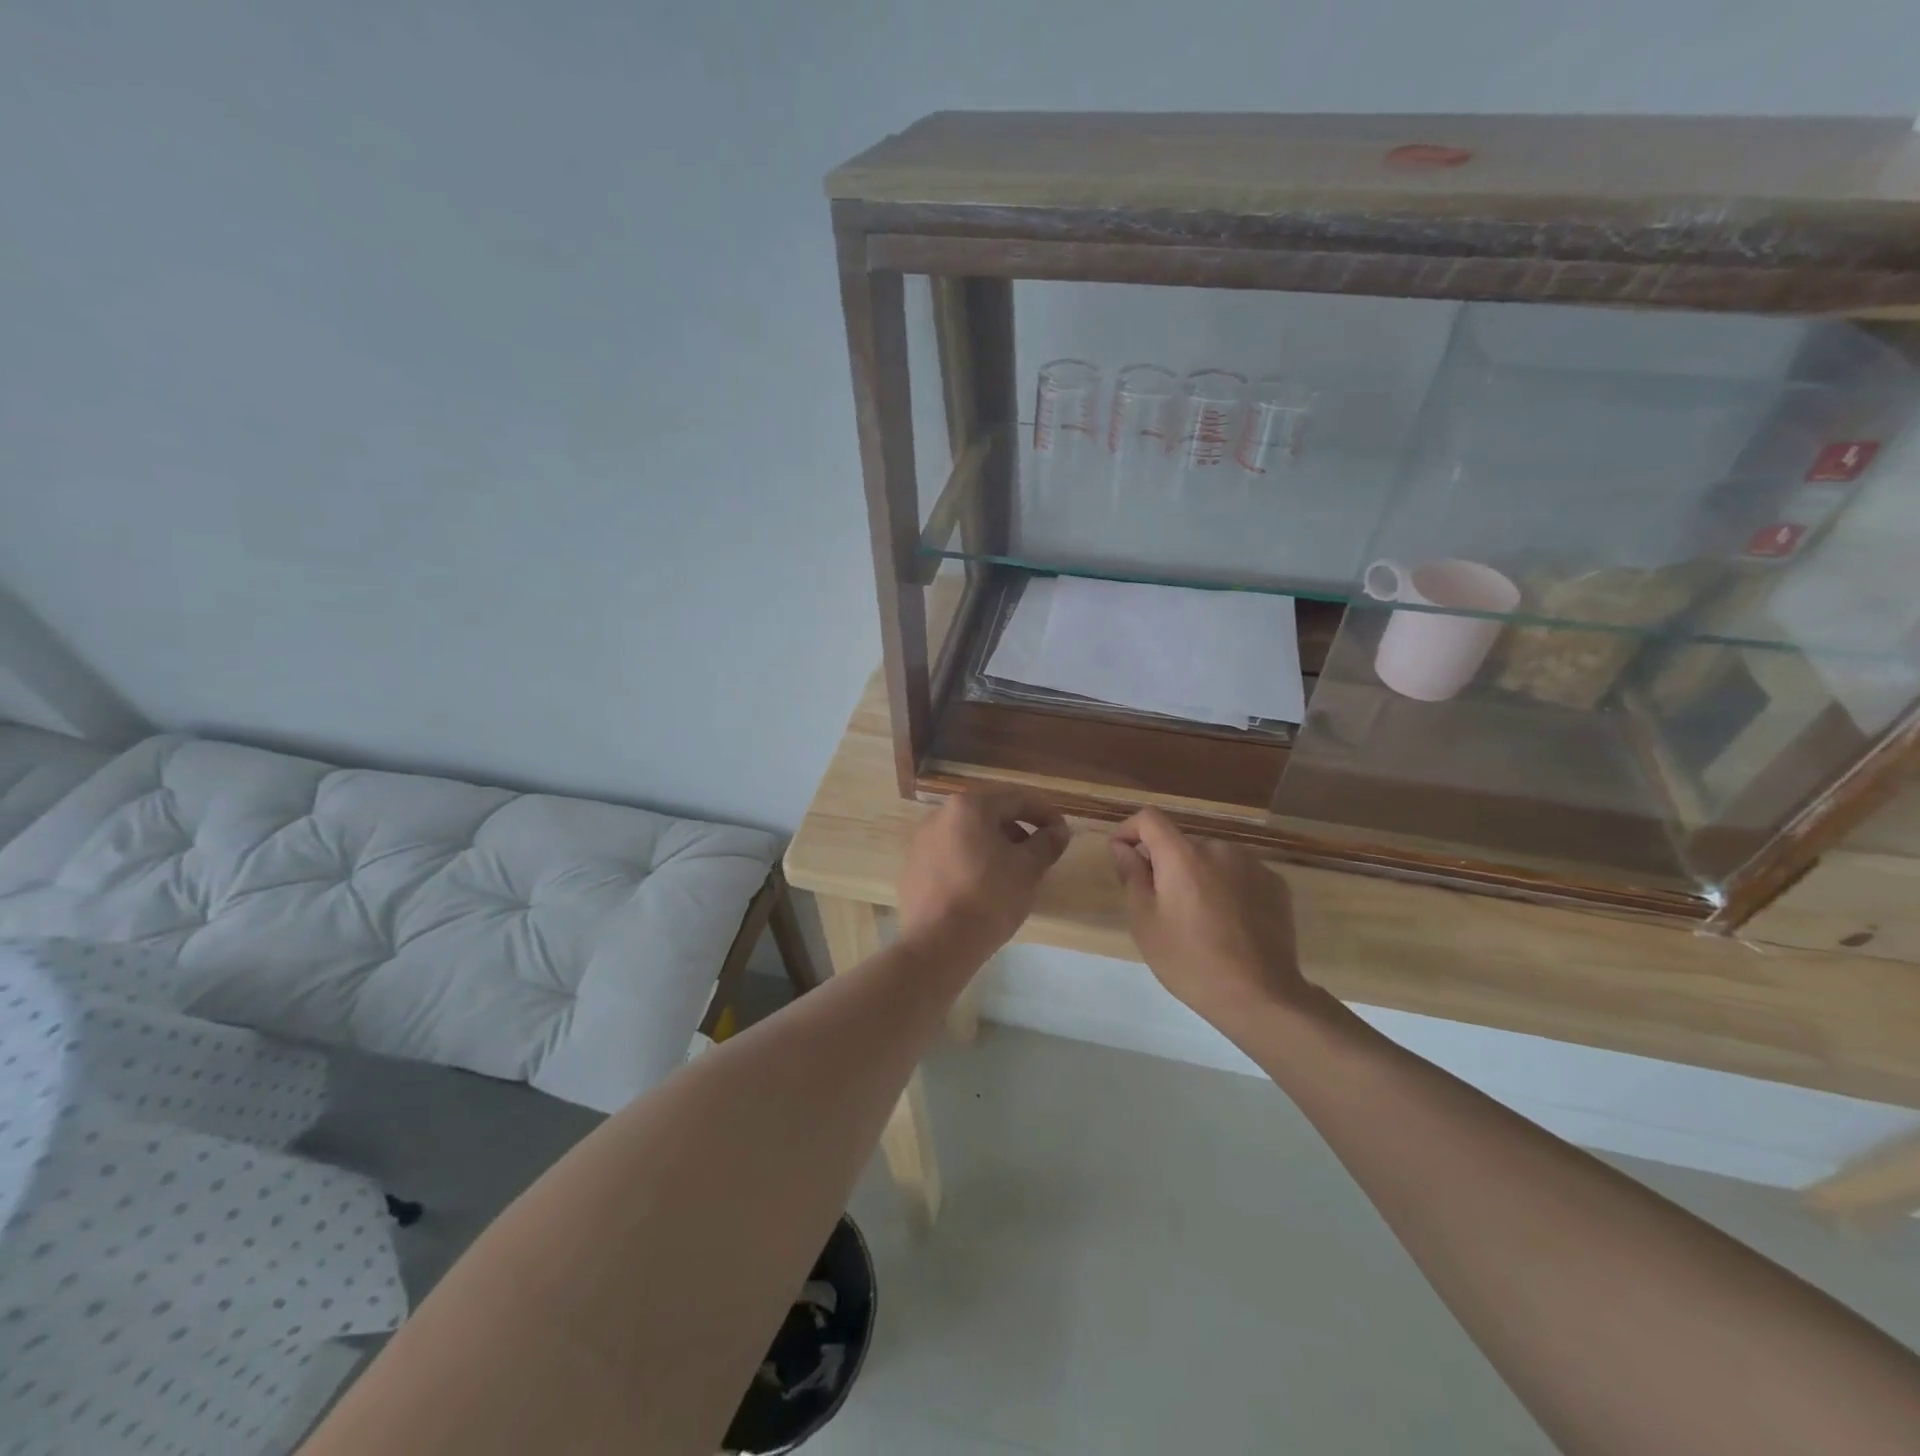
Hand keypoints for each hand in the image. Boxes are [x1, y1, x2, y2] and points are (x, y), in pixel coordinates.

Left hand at [898, 790, 1070, 956]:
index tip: (1062, 832)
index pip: (1016, 799)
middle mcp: (940, 815)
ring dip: (994, 846)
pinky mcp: (913, 868)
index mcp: (969, 807)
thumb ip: (1046, 843)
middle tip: (1039, 852)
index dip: (1044, 813)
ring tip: (1012, 872)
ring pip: (967, 835)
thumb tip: (1059, 830)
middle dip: (1018, 829)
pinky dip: (971, 862)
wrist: (937, 944)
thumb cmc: (989, 898)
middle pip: (989, 814)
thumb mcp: (1028, 869)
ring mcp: (921, 841)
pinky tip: (983, 887)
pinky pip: (950, 855)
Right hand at [1109, 808, 1318, 1028]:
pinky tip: (1230, 924)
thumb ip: (1132, 876)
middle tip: (1162, 906)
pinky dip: (1228, 889)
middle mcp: (1219, 848)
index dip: (1129, 830)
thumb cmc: (1190, 960)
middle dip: (1167, 865)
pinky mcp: (1276, 885)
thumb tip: (1123, 847)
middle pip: (1182, 844)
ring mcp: (1253, 865)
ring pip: (1212, 860)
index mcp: (1183, 855)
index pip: (1150, 819)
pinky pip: (1240, 876)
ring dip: (1199, 876)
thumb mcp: (1145, 922)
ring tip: (1199, 919)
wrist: (1260, 996)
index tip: (1122, 854)